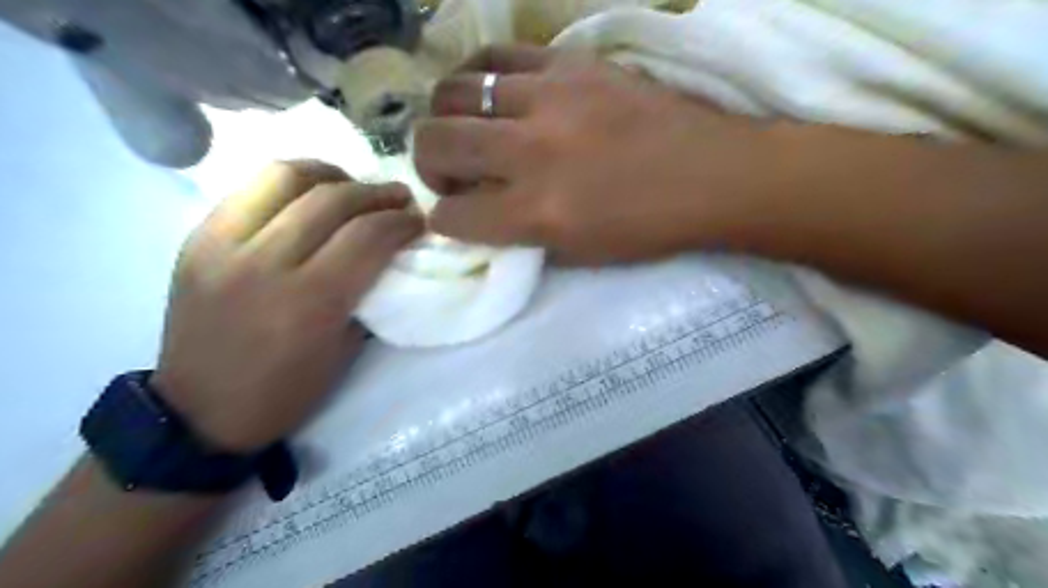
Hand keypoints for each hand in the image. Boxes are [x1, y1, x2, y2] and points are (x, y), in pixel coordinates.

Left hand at [146, 162, 425, 450]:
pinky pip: (249, 189)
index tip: (418, 220)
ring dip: (330, 174)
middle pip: (332, 200)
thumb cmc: (286, 391)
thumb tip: (389, 254)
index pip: (367, 237)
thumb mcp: (344, 351)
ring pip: (284, 177)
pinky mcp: (197, 239)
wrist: (200, 411)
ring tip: (352, 184)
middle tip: (398, 197)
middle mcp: (264, 264)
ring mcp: (223, 246)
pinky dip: (290, 183)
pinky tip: (309, 193)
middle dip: (376, 193)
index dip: (401, 221)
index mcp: (309, 303)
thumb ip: (367, 295)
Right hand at [415, 43, 766, 263]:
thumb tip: (474, 209)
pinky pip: (497, 54)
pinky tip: (490, 92)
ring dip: (448, 117)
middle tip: (453, 173)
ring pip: (454, 91)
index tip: (454, 216)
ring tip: (468, 129)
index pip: (452, 217)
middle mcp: (534, 151)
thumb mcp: (575, 251)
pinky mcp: (571, 63)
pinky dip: (479, 76)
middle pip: (436, 142)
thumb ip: (516, 231)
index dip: (443, 222)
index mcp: (539, 212)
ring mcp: (551, 98)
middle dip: (429, 165)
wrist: (712, 174)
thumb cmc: (646, 228)